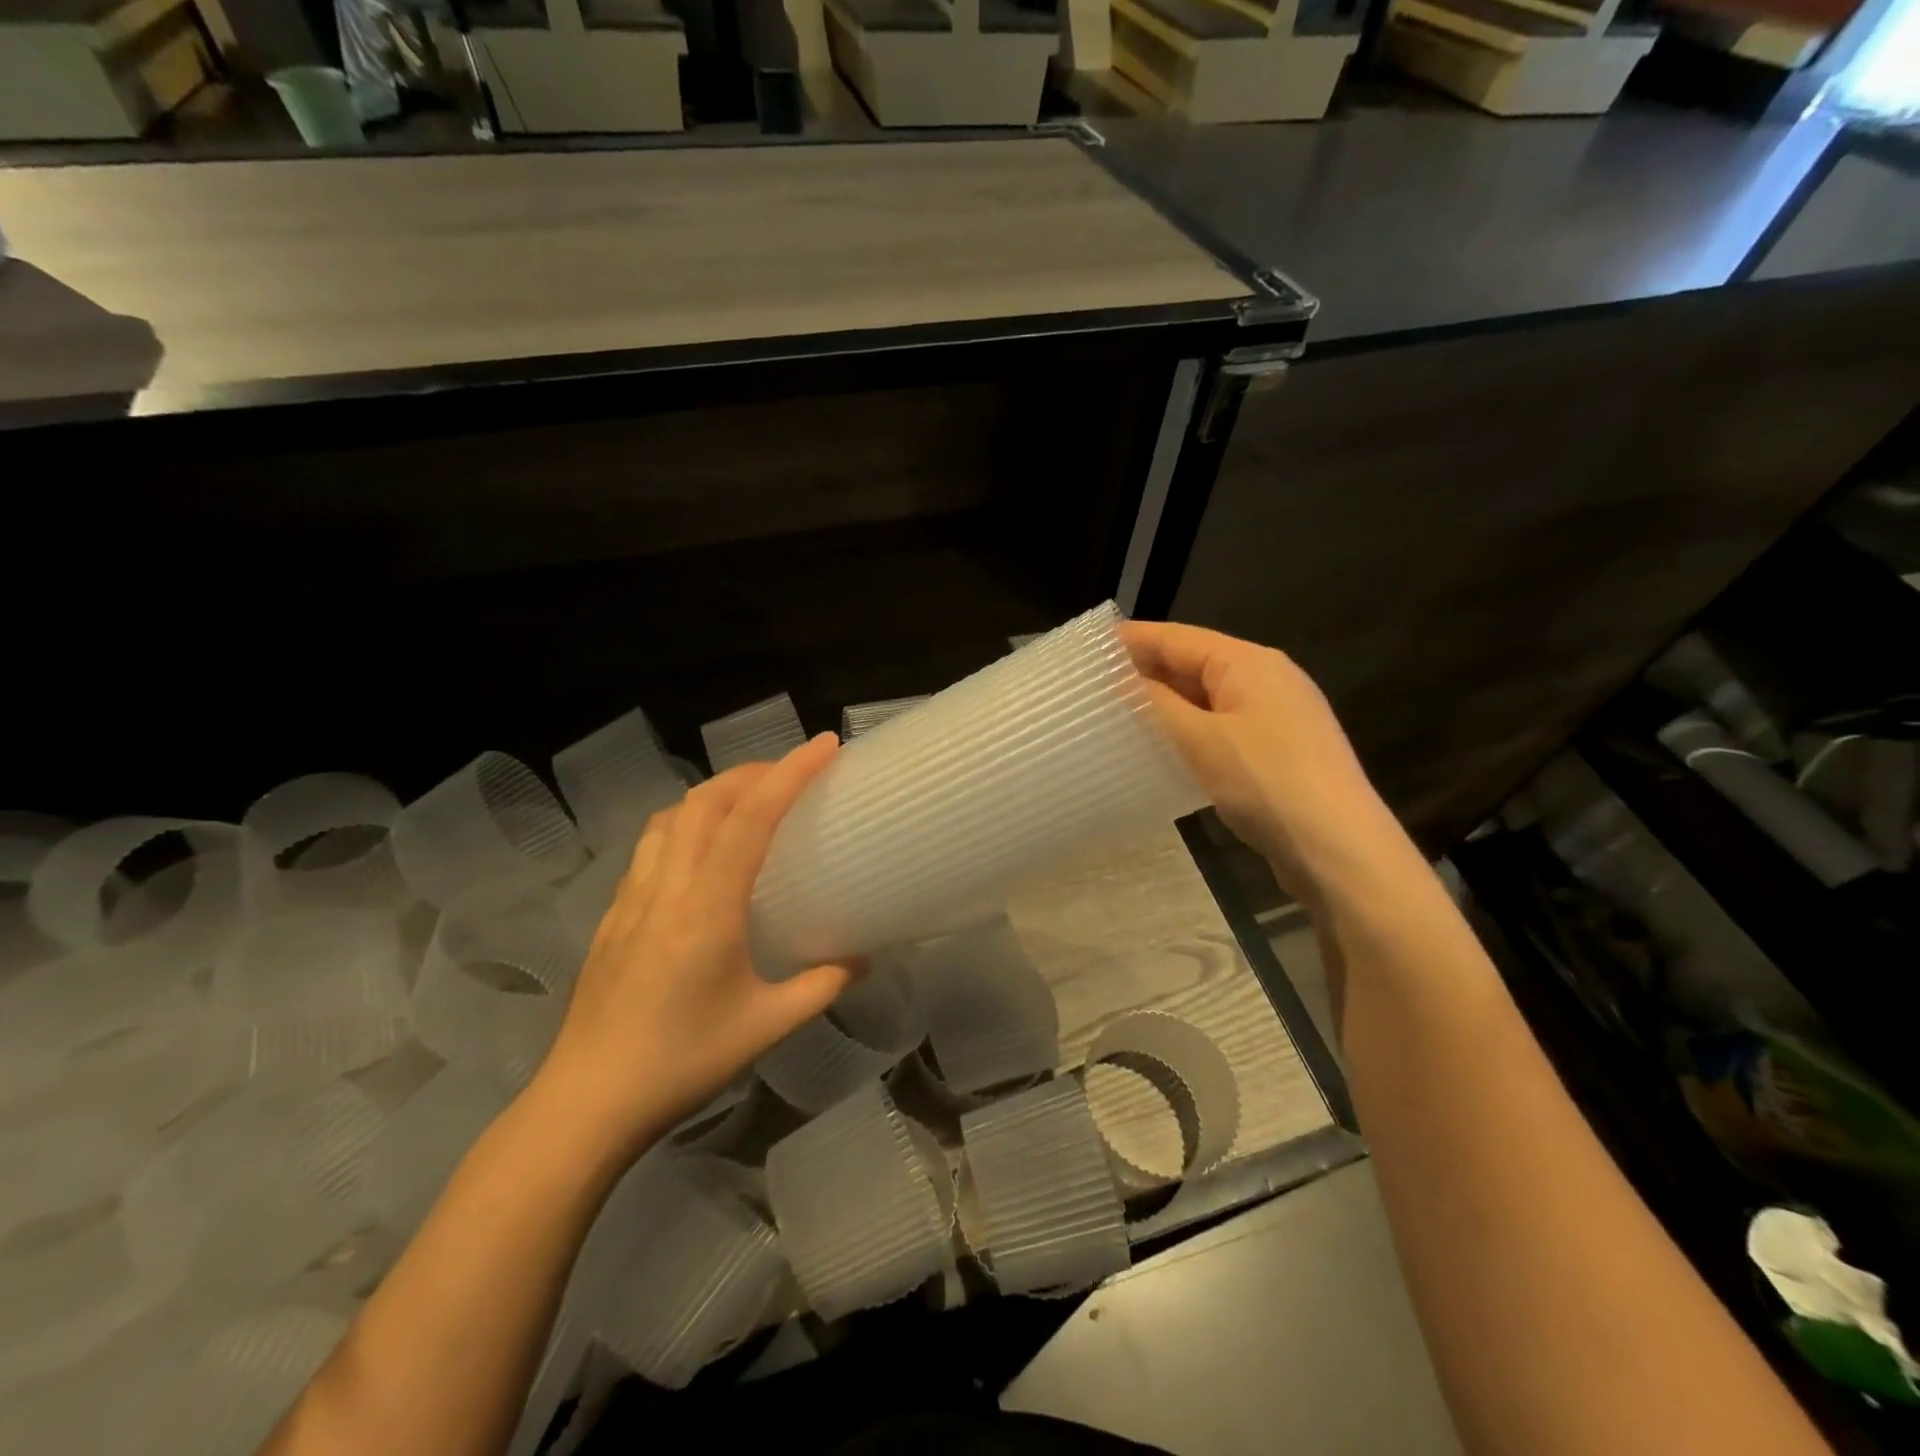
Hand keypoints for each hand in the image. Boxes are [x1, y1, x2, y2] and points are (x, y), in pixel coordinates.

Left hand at [533, 734, 856, 1155]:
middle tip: (792, 772)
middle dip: (752, 772)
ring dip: (713, 794)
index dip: (790, 774)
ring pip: (670, 817)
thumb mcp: (765, 1027)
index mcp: (707, 909)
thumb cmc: (681, 1064)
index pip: (751, 820)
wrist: (586, 1103)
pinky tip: (701, 851)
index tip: (825, 745)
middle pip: (705, 801)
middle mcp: (666, 889)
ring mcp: (632, 898)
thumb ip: (820, 986)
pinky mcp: (613, 915)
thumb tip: (861, 960)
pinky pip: (651, 846)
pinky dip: (684, 824)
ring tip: (748, 801)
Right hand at [1120, 620, 1411, 902]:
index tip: (1089, 649)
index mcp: (1249, 663)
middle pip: (1195, 664)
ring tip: (1118, 715)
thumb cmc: (1266, 782)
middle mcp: (1266, 679)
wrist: (1339, 849)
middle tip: (1094, 685)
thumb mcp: (1200, 739)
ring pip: (1207, 699)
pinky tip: (1162, 748)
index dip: (1133, 640)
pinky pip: (1222, 727)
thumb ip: (1156, 704)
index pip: (1179, 638)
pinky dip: (1189, 731)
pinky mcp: (1278, 752)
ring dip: (1166, 705)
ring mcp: (1277, 717)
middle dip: (1147, 672)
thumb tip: (1119, 678)